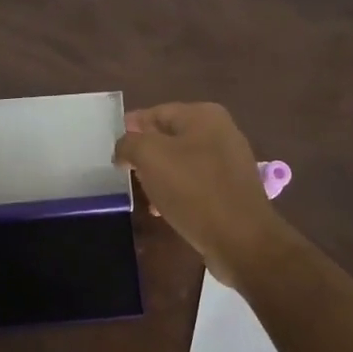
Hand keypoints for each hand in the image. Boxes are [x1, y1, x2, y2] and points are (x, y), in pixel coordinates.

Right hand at [113, 103, 283, 289]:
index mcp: (203, 115)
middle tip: (123, 171)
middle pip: (168, 137)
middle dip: (144, 154)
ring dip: (158, 175)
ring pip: (181, 162)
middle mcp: (220, 132)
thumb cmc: (193, 189)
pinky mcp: (231, 190)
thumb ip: (129, 144)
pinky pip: (195, 183)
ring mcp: (229, 162)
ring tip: (141, 193)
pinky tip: (162, 209)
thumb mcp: (149, 157)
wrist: (240, 239)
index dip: (130, 127)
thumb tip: (123, 148)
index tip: (111, 146)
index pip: (155, 112)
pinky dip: (176, 192)